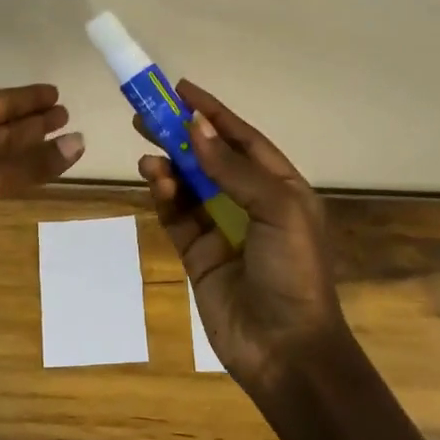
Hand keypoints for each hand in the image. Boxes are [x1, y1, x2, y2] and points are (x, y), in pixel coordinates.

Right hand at [136, 80, 343, 389]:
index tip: (180, 89)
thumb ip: (232, 168)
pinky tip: (154, 180)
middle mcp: (251, 203)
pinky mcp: (199, 254)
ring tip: (147, 150)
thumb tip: (196, 126)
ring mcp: (223, 229)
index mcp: (281, 188)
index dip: (213, 112)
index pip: (243, 139)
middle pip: (210, 158)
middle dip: (181, 135)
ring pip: (189, 185)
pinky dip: (164, 196)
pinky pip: (177, 216)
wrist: (286, 350)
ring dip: (170, 165)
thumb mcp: (277, 209)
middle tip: (146, 114)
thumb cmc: (293, 271)